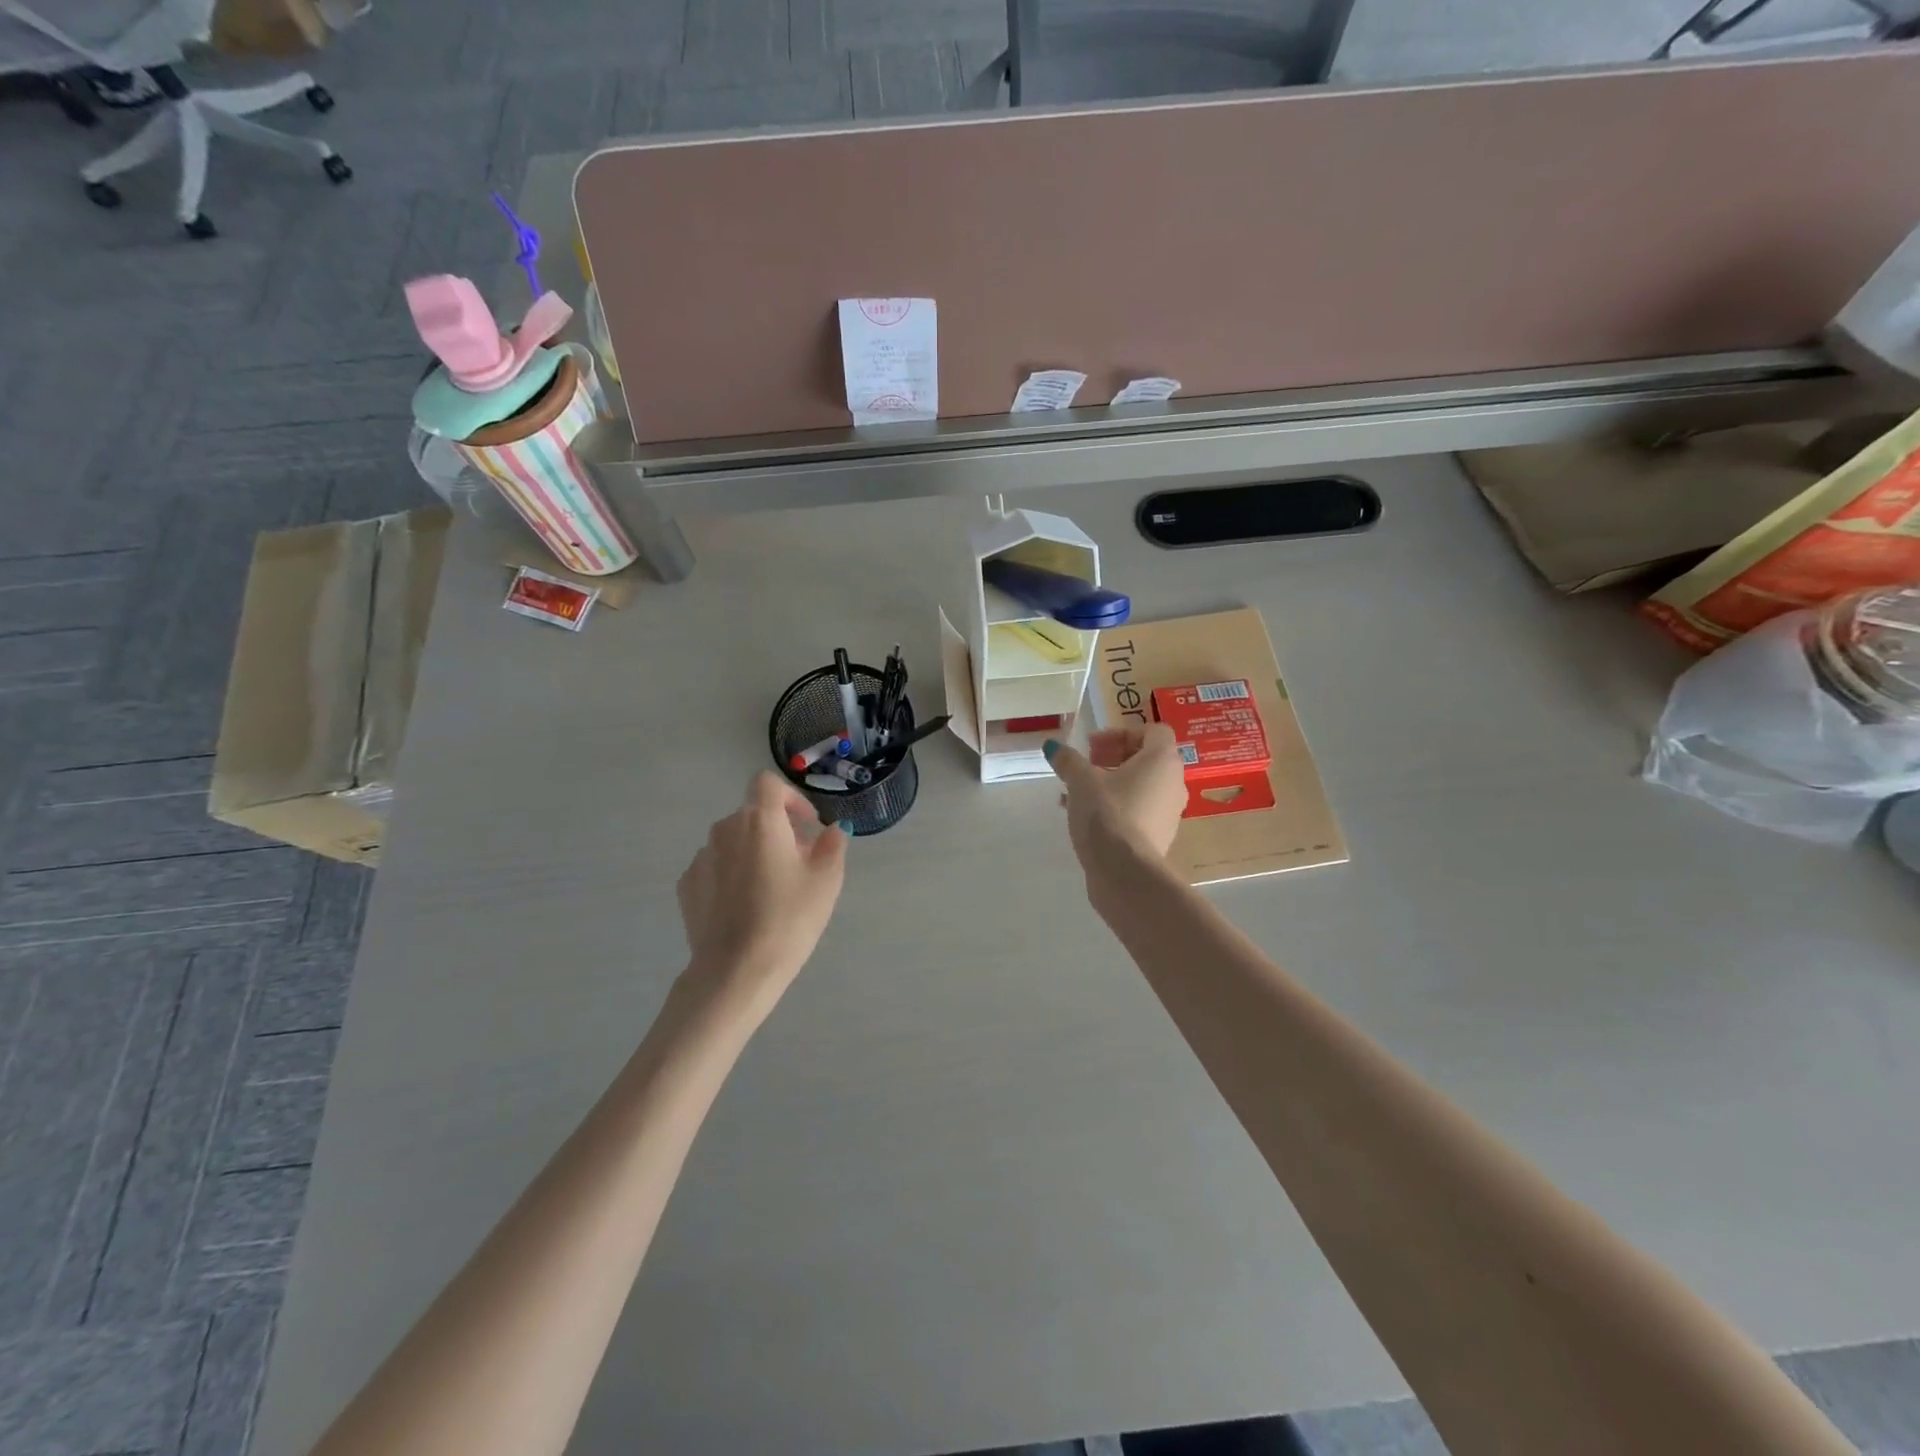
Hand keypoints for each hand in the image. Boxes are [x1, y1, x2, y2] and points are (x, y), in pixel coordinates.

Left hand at [675, 772, 850, 1018]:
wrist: (736, 971)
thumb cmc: (788, 919)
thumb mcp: (826, 881)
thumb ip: (832, 845)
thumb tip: (831, 830)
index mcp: (760, 821)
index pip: (768, 783)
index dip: (791, 797)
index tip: (807, 824)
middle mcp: (725, 830)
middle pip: (752, 815)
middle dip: (777, 830)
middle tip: (797, 864)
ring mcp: (701, 858)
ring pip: (733, 842)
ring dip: (752, 853)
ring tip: (769, 890)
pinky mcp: (686, 886)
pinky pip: (715, 868)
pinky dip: (731, 875)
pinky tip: (743, 908)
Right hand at [1045, 726, 1187, 874]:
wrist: (1125, 873)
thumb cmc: (1107, 814)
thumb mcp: (1081, 781)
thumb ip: (1068, 760)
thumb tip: (1053, 746)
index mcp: (1162, 760)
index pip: (1153, 731)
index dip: (1121, 733)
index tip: (1092, 747)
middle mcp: (1173, 783)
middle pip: (1146, 759)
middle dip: (1113, 758)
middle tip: (1085, 766)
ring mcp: (1169, 812)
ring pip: (1140, 787)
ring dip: (1111, 784)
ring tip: (1077, 793)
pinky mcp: (1159, 836)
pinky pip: (1138, 810)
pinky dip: (1116, 806)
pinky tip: (1086, 818)